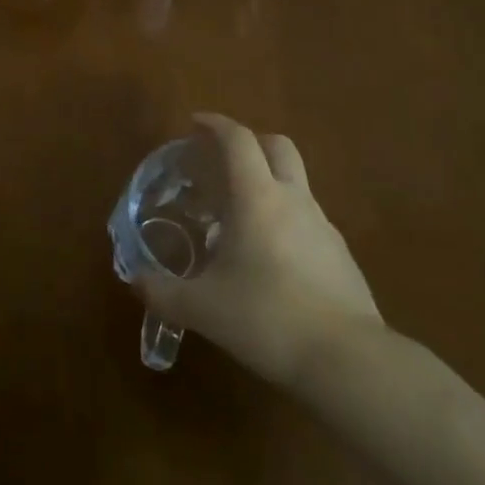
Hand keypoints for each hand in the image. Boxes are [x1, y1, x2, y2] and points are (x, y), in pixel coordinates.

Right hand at [134, 113, 383, 385]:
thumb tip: (136, 281)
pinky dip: (283, 219)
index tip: (195, 123)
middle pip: (277, 146)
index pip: (238, 140)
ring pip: (294, 183)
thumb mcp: (202, 308)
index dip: (215, 124)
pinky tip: (267, 257)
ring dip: (266, 183)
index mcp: (257, 197)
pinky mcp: (340, 255)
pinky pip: (306, 219)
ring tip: (236, 217)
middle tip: (220, 161)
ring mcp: (323, 226)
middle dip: (249, 142)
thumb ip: (163, 292)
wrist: (348, 360)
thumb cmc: (267, 317)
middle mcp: (293, 200)